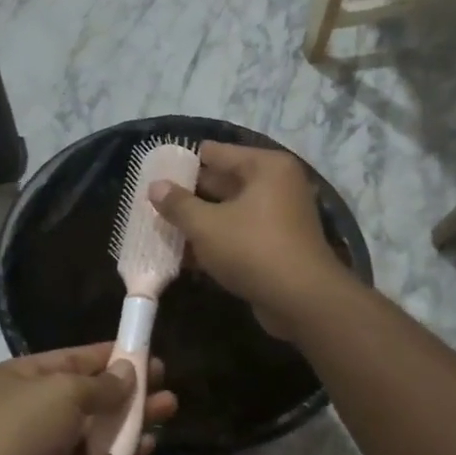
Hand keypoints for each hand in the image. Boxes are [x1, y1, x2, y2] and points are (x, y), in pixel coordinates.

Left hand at [0, 344, 178, 454]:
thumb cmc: (21, 429)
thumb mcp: (62, 392)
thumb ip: (100, 384)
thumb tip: (127, 373)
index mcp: (24, 378)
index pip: (73, 360)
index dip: (109, 356)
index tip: (143, 352)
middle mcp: (36, 410)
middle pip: (91, 394)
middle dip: (128, 388)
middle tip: (163, 381)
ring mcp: (50, 448)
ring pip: (100, 429)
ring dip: (133, 419)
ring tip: (169, 407)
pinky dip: (124, 454)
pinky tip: (150, 444)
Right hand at [150, 140, 354, 339]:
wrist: (301, 301)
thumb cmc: (252, 249)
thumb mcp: (206, 226)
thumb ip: (178, 204)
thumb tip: (155, 186)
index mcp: (265, 167)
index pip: (215, 153)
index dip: (184, 163)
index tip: (155, 174)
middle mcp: (276, 185)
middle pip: (223, 181)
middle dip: (189, 194)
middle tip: (154, 203)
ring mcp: (279, 216)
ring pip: (228, 212)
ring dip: (200, 221)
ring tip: (161, 228)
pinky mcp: (276, 245)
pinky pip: (238, 234)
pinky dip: (216, 241)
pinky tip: (184, 255)